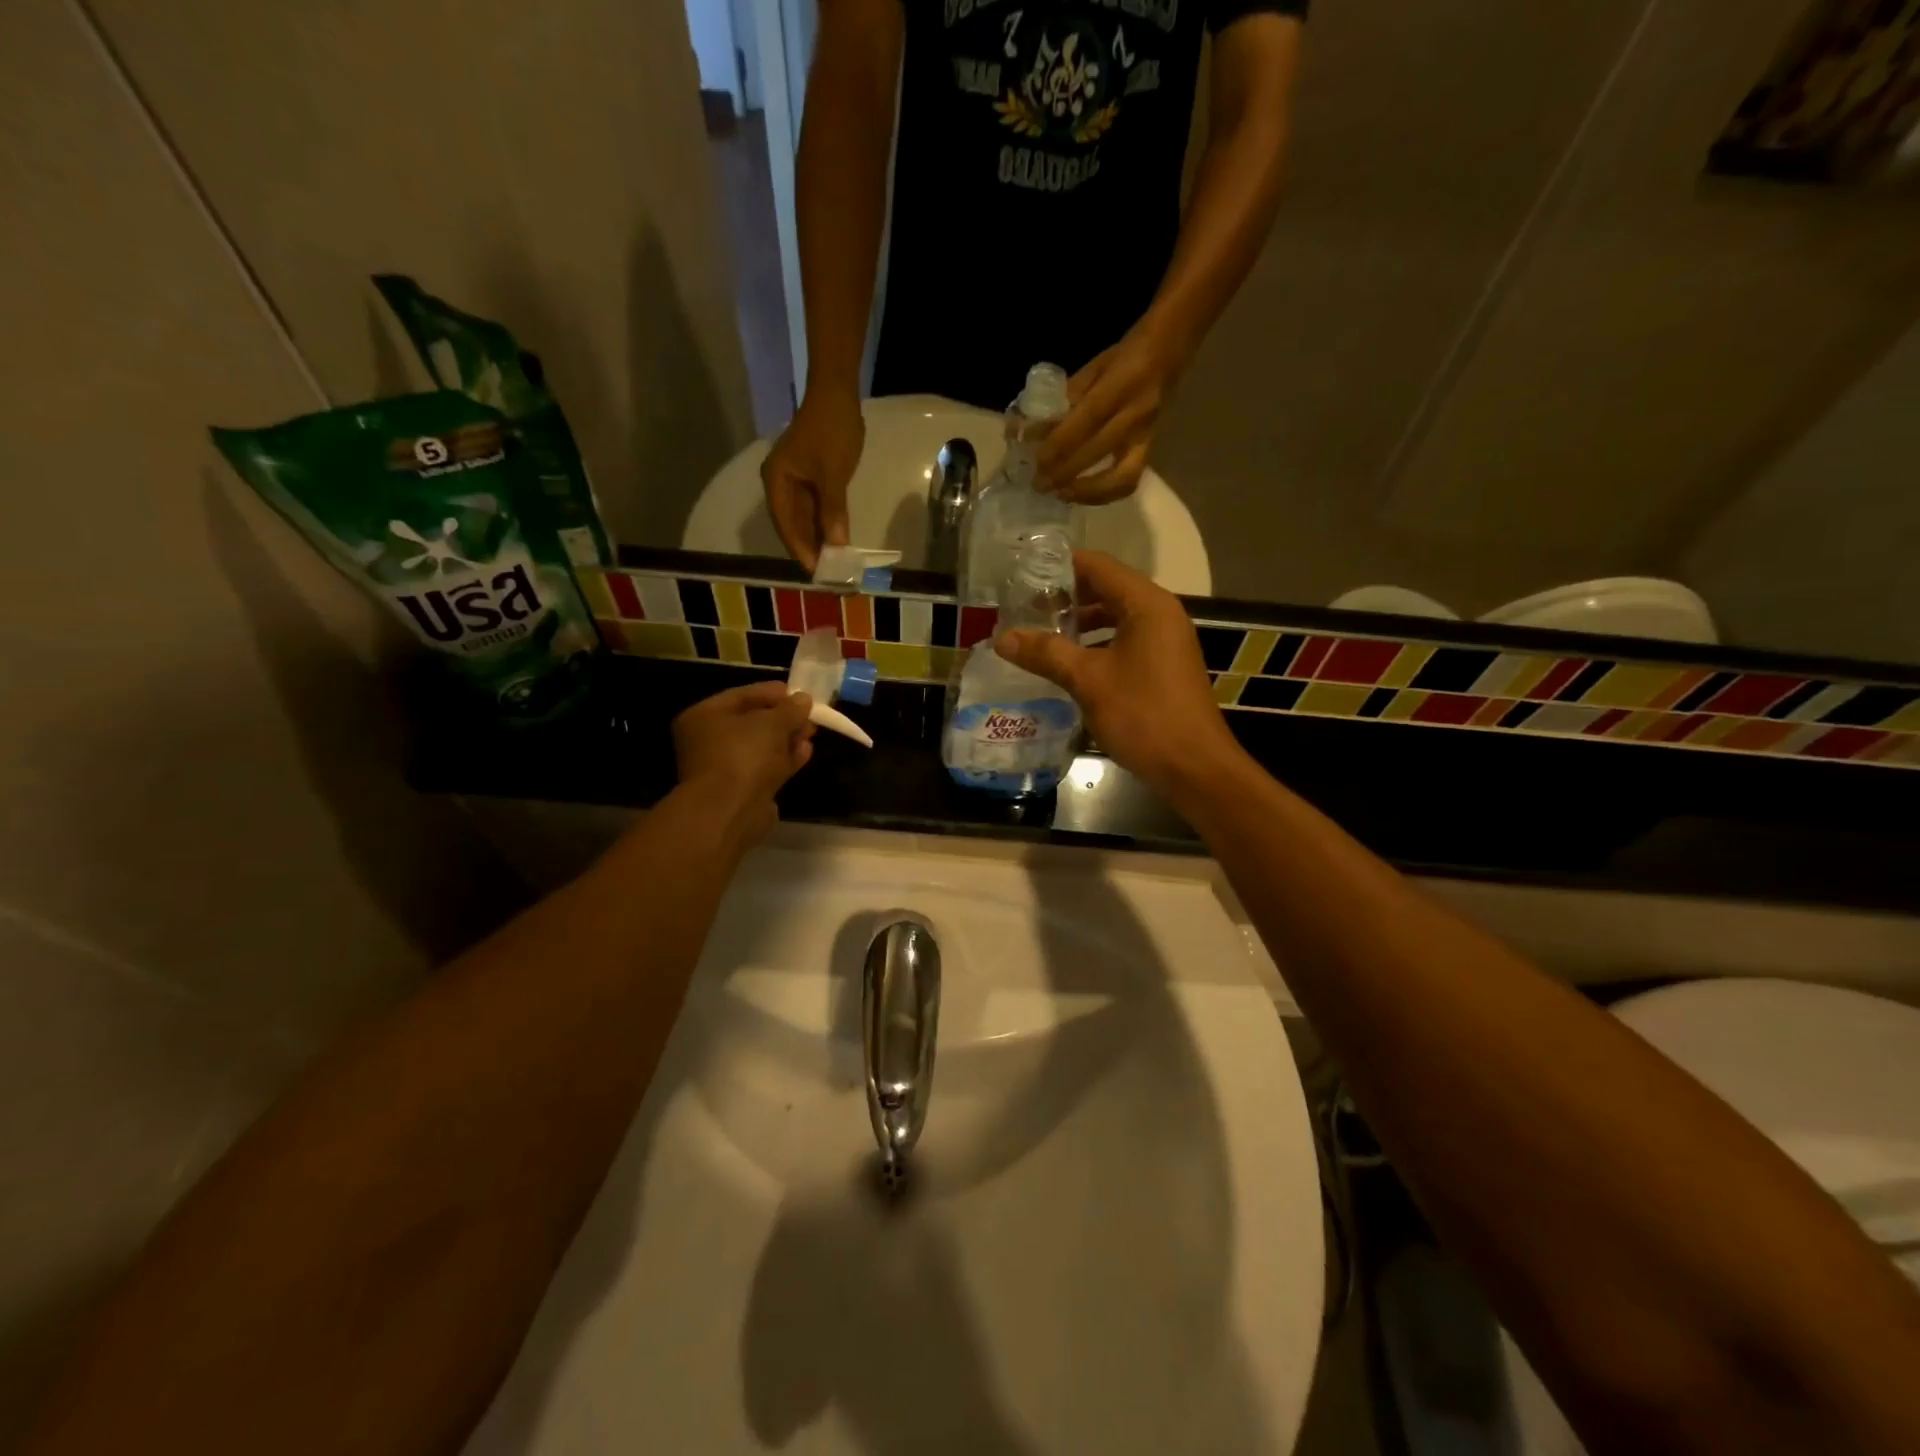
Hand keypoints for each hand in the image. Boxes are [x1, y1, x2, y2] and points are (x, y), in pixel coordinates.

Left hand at [672, 682, 816, 845]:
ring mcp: (724, 768)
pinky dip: (785, 759)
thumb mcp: (772, 723)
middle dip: (783, 718)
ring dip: (787, 739)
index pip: (741, 695)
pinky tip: (806, 752)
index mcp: (703, 716)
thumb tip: (803, 699)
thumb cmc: (743, 755)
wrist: (731, 811)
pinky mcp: (741, 790)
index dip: (772, 692)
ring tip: (812, 732)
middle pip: (751, 722)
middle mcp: (708, 741)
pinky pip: (765, 768)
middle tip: (809, 714)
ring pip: (760, 747)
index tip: (799, 692)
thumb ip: (790, 709)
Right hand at [761, 393, 863, 570]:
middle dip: (810, 548)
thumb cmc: (832, 430)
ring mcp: (794, 482)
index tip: (817, 571)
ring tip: (834, 562)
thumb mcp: (833, 474)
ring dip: (818, 538)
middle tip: (829, 573)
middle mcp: (780, 484)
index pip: (786, 525)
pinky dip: (824, 523)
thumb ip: (832, 511)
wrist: (838, 393)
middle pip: (792, 525)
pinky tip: (836, 539)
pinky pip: (814, 508)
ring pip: (804, 518)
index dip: (801, 549)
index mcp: (776, 481)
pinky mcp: (809, 479)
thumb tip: (836, 546)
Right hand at [994, 551, 1243, 801]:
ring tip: (1040, 636)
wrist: (1193, 768)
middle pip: (1107, 589)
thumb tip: (1002, 638)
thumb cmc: (1143, 714)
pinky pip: (1124, 642)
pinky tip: (1068, 665)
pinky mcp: (1163, 667)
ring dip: (1079, 624)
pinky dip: (1096, 645)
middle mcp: (1160, 614)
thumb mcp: (1088, 680)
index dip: (1060, 566)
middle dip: (1066, 597)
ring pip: (1115, 618)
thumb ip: (1045, 653)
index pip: (1098, 566)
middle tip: (1024, 609)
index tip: (1023, 574)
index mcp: (1146, 605)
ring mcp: (1165, 641)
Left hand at [1036, 324, 1185, 504]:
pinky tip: (1080, 494)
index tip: (1037, 461)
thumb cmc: (1124, 358)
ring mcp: (1146, 435)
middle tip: (1039, 484)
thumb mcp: (1093, 368)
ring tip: (1061, 494)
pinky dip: (1102, 494)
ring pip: (1121, 476)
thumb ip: (1065, 400)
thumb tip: (1032, 432)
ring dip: (1088, 492)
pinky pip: (1128, 481)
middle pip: (1099, 450)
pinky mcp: (1150, 451)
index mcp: (1122, 382)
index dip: (1061, 443)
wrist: (1170, 353)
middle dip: (1065, 472)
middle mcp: (1137, 413)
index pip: (1088, 418)